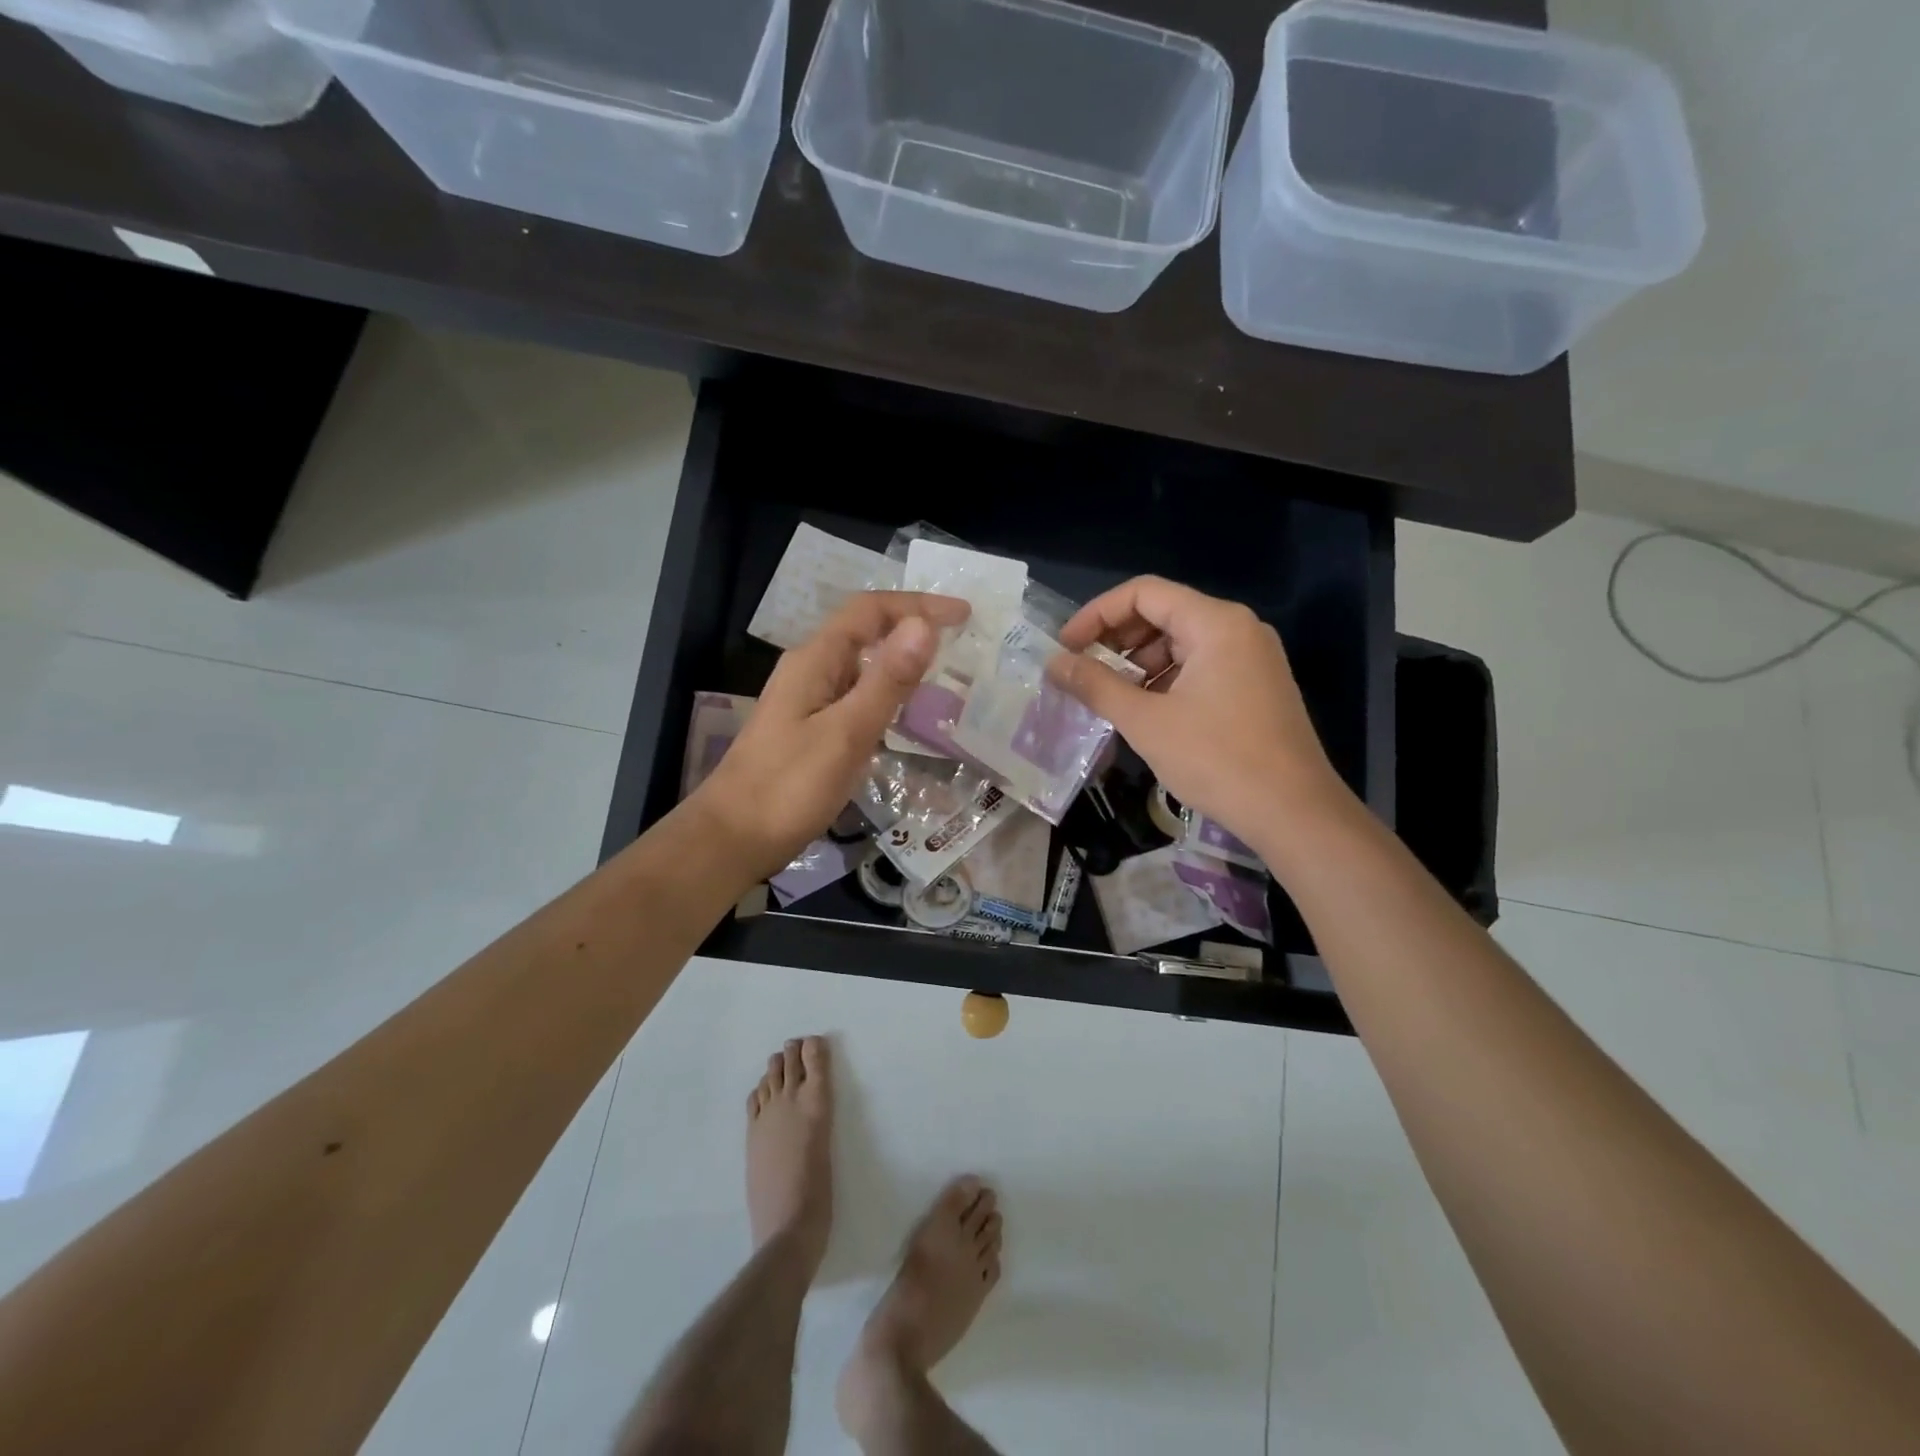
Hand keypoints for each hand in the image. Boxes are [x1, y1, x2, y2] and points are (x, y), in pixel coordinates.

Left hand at [695, 591, 968, 876]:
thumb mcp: (846, 733)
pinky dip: (887, 695)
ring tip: (946, 675)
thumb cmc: (789, 787)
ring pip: (862, 666)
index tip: (965, 614)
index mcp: (816, 660)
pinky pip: (856, 697)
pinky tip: (908, 717)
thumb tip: (925, 625)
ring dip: (902, 662)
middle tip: (963, 644)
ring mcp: (808, 700)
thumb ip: (887, 681)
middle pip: (866, 632)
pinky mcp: (810, 730)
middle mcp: (811, 670)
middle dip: (914, 628)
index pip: (871, 610)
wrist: (732, 839)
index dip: (919, 605)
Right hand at [1046, 576, 1352, 851]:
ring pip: (1182, 642)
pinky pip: (1201, 667)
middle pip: (1164, 613)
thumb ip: (1096, 685)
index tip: (1067, 647)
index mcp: (1216, 623)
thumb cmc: (1216, 759)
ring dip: (1140, 663)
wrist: (1293, 813)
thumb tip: (1054, 663)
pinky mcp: (1257, 687)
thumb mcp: (1146, 721)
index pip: (1144, 593)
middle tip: (1084, 671)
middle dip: (1117, 639)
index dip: (1097, 614)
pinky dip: (1167, 680)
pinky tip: (1146, 711)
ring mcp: (1252, 658)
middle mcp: (1238, 629)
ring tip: (1111, 696)